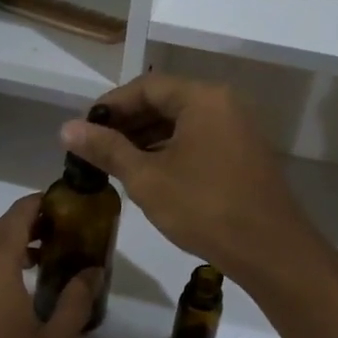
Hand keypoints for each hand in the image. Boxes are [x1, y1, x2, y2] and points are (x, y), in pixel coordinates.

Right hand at [59, 74, 318, 285]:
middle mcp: (223, 104)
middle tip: (94, 148)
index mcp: (202, 98)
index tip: (83, 128)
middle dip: (127, 123)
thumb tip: (66, 128)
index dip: (110, 106)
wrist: (270, 250)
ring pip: (182, 123)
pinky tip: (148, 174)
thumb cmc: (204, 208)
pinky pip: (199, 140)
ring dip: (147, 139)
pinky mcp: (243, 154)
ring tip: (114, 163)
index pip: (146, 87)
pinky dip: (170, 151)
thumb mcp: (147, 178)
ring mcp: (237, 129)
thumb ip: (107, 149)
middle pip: (165, 102)